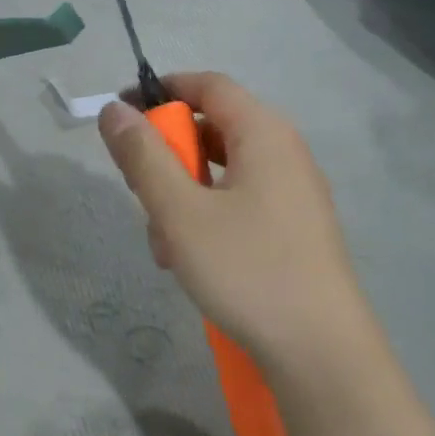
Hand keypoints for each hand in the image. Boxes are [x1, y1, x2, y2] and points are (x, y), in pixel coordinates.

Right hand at [98, 72, 369, 369]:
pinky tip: (190, 261)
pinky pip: (239, 202)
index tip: (120, 114)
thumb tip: (115, 111)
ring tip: (165, 244)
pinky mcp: (293, 228)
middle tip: (140, 193)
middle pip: (213, 129)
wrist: (319, 351)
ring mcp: (293, 193)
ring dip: (183, 195)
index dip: (161, 90)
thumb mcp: (180, 212)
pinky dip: (207, 217)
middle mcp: (284, 153)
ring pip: (221, 172)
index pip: (208, 84)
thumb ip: (143, 157)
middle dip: (168, 156)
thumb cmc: (246, 269)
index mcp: (264, 134)